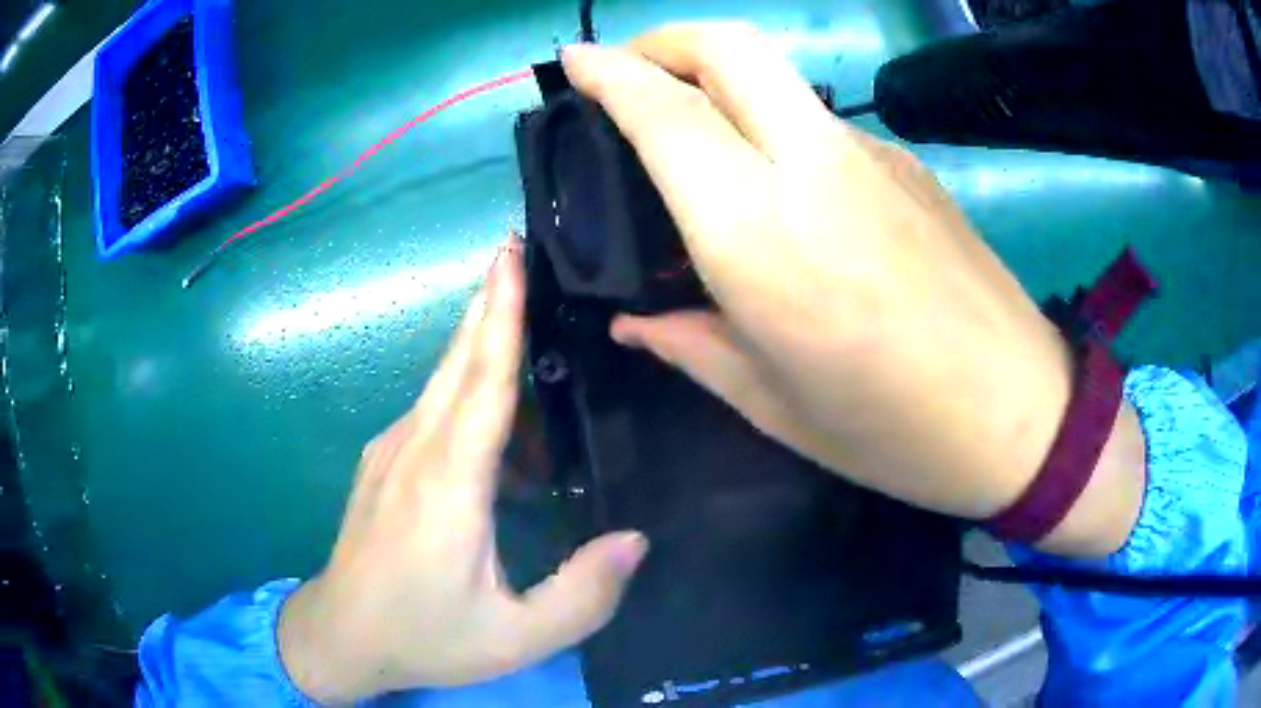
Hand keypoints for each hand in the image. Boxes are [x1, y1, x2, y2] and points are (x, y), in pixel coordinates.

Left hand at [278, 238, 647, 701]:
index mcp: (449, 485)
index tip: (511, 255)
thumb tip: (635, 540)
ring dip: (482, 348)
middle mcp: (415, 450)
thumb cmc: (426, 636)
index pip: (482, 381)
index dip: (501, 314)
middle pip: (458, 361)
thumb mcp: (517, 637)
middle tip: (519, 250)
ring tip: (529, 333)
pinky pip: (432, 411)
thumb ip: (583, 595)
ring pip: (444, 383)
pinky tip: (498, 419)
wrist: (342, 635)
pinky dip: (467, 392)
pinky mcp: (383, 463)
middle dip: (488, 301)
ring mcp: (391, 452)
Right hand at [563, 24, 1144, 555]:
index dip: (611, 75)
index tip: (575, 63)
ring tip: (691, 125)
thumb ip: (691, 346)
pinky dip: (774, 124)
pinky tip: (780, 184)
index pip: (669, 116)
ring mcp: (872, 157)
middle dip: (666, 40)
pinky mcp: (909, 166)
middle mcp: (815, 170)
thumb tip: (634, 322)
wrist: (1022, 416)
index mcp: (763, 239)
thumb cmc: (894, 433)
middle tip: (629, 71)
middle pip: (731, 48)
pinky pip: (821, 122)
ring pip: (778, 77)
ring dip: (719, 78)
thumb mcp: (774, 406)